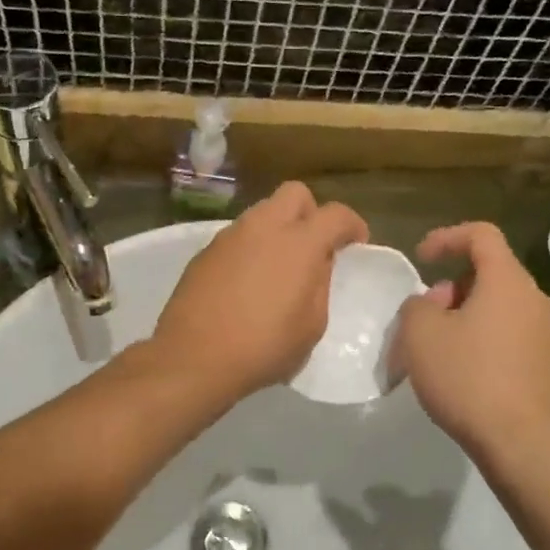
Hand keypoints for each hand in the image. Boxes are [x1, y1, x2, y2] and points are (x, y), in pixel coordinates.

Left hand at [152, 182, 368, 406]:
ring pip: (263, 212)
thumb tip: (318, 263)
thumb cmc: (264, 347)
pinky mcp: (206, 250)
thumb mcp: (312, 325)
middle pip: (295, 193)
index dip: (352, 225)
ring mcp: (230, 235)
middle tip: (315, 246)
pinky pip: (239, 235)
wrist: (194, 356)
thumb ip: (320, 285)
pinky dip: (252, 247)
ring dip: (278, 228)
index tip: (356, 244)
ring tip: (279, 266)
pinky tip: (248, 281)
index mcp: (299, 242)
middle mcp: (264, 226)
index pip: (336, 214)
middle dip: (311, 212)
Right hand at [389, 223, 549, 457]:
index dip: (447, 237)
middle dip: (452, 286)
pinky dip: (485, 340)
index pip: (481, 235)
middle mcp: (536, 300)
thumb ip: (417, 305)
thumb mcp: (420, 334)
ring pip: (500, 307)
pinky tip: (465, 373)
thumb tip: (432, 305)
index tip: (421, 258)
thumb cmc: (467, 377)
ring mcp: (548, 335)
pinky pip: (511, 336)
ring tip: (440, 348)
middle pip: (490, 273)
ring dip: (467, 315)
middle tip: (426, 316)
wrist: (521, 444)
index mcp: (508, 282)